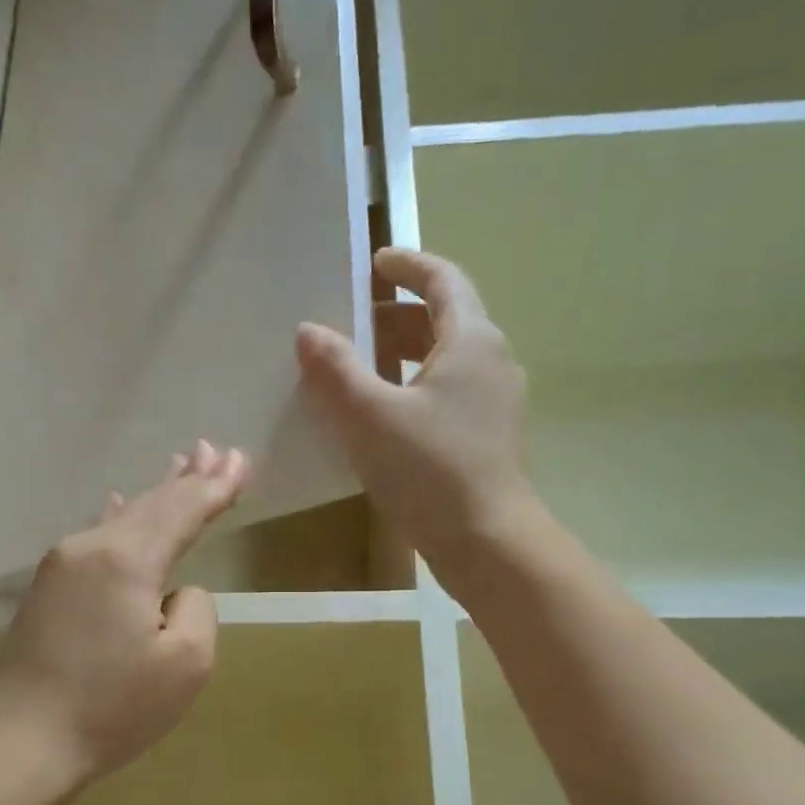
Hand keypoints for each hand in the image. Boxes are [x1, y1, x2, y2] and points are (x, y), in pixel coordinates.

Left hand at [0, 441, 249, 786]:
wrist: (20, 738)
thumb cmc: (111, 706)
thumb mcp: (185, 665)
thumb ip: (196, 611)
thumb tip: (175, 593)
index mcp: (128, 559)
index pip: (183, 511)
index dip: (215, 487)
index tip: (241, 461)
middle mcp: (92, 547)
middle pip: (151, 504)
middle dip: (188, 478)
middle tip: (217, 450)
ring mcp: (63, 565)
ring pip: (122, 517)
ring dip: (156, 493)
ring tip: (180, 464)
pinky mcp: (49, 588)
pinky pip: (96, 536)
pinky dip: (119, 517)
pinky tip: (116, 502)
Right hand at [296, 246, 534, 594]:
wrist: (488, 542)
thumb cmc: (430, 469)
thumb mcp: (370, 416)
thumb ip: (336, 369)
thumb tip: (308, 331)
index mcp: (472, 341)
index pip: (443, 280)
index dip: (407, 265)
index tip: (374, 263)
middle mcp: (493, 363)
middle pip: (445, 321)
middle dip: (398, 316)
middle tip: (354, 322)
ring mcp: (495, 404)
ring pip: (446, 362)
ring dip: (405, 355)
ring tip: (361, 369)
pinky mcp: (488, 439)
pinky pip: (448, 395)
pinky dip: (415, 389)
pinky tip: (384, 417)